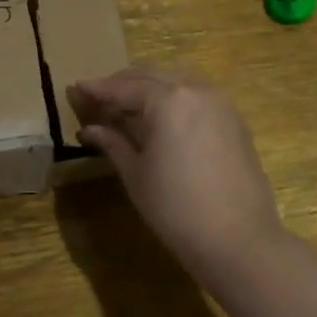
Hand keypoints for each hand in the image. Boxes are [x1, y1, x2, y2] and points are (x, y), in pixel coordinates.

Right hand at [68, 67, 284, 278]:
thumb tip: (89, 129)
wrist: (239, 240)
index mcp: (167, 100)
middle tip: (99, 97)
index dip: (98, 89)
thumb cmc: (176, 209)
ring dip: (151, 87)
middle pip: (151, 76)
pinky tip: (163, 118)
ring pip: (177, 80)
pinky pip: (197, 96)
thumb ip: (113, 143)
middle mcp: (195, 90)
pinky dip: (175, 98)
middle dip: (123, 84)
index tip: (76, 87)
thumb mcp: (136, 174)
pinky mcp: (235, 121)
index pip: (124, 87)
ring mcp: (219, 103)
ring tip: (129, 106)